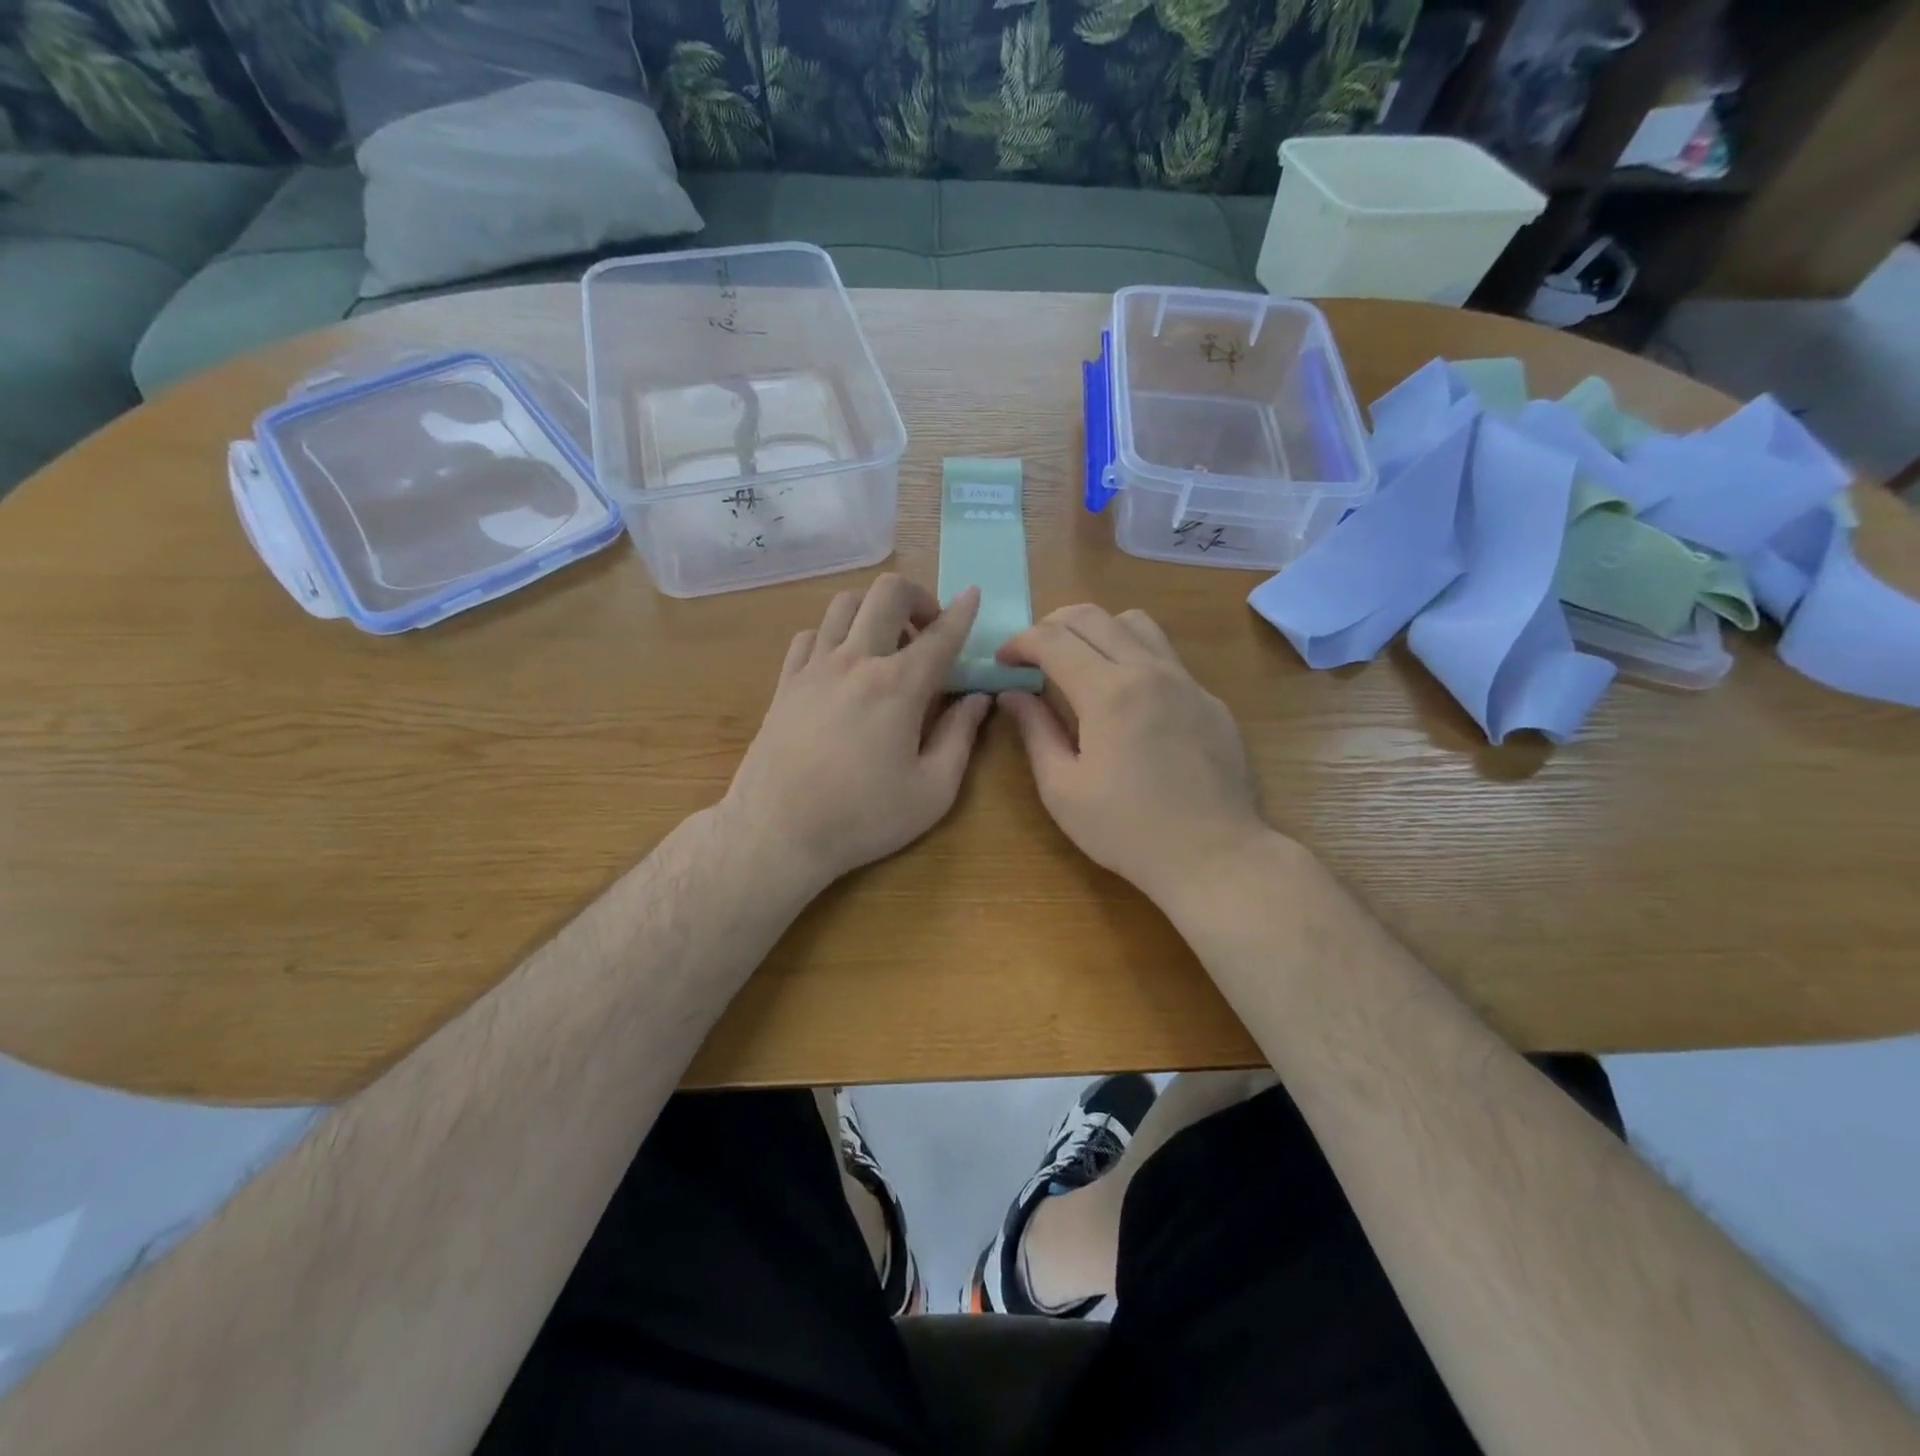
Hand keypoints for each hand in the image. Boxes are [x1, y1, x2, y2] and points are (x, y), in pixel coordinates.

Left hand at [723, 574, 990, 888]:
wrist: (778, 832)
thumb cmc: (863, 817)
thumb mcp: (932, 790)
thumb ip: (960, 737)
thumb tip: (977, 699)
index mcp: (898, 686)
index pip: (940, 635)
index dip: (962, 612)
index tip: (973, 594)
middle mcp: (856, 661)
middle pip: (887, 593)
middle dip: (917, 597)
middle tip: (926, 631)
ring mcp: (814, 667)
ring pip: (844, 604)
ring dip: (873, 611)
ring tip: (885, 644)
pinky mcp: (786, 682)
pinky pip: (809, 634)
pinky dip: (833, 635)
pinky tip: (842, 664)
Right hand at [996, 604, 1274, 908]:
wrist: (1213, 856)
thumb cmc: (1126, 830)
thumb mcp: (1062, 789)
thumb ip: (1035, 731)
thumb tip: (1012, 694)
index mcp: (1108, 692)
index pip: (1053, 639)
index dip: (1020, 642)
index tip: (1003, 661)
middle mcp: (1149, 670)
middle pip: (1093, 616)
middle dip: (1052, 624)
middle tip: (1032, 654)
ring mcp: (1187, 682)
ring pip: (1136, 624)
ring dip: (1098, 630)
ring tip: (1080, 663)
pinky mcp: (1210, 700)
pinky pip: (1166, 657)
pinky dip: (1133, 657)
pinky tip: (1126, 700)